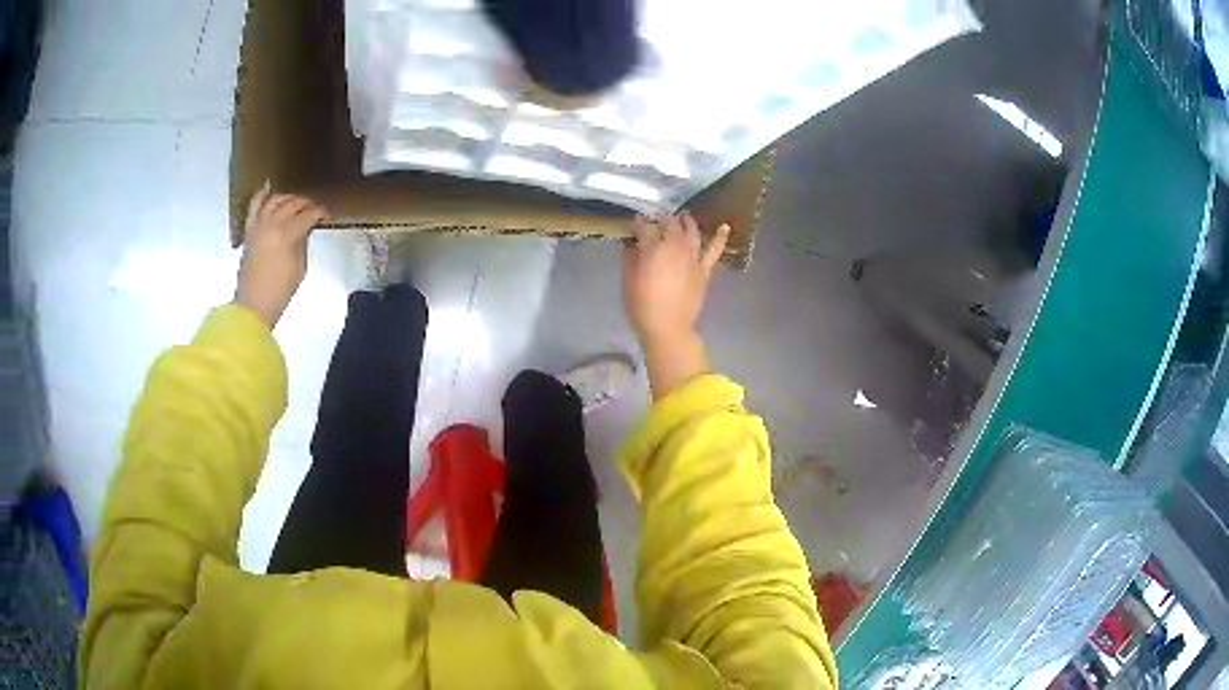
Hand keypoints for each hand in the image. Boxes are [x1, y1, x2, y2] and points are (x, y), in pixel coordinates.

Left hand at [235, 182, 325, 327]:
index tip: (325, 213)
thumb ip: (302, 243)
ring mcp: (258, 226)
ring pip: (274, 200)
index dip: (318, 212)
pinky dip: (261, 196)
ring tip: (294, 201)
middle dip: (304, 203)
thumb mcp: (299, 268)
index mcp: (286, 235)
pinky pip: (254, 207)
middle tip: (312, 207)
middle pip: (291, 204)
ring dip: (286, 197)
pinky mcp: (249, 231)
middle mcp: (271, 225)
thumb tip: (304, 230)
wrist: (252, 306)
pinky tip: (268, 188)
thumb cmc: (279, 292)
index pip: (307, 216)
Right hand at [621, 212, 730, 398]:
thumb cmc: (642, 306)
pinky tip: (725, 227)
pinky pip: (714, 250)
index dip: (637, 224)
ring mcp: (692, 256)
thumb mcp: (627, 281)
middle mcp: (674, 246)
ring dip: (686, 221)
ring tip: (682, 217)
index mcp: (653, 249)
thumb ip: (630, 258)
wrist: (668, 328)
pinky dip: (720, 237)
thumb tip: (632, 245)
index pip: (644, 227)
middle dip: (660, 219)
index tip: (632, 226)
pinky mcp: (704, 269)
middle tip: (654, 220)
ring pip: (691, 231)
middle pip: (669, 224)